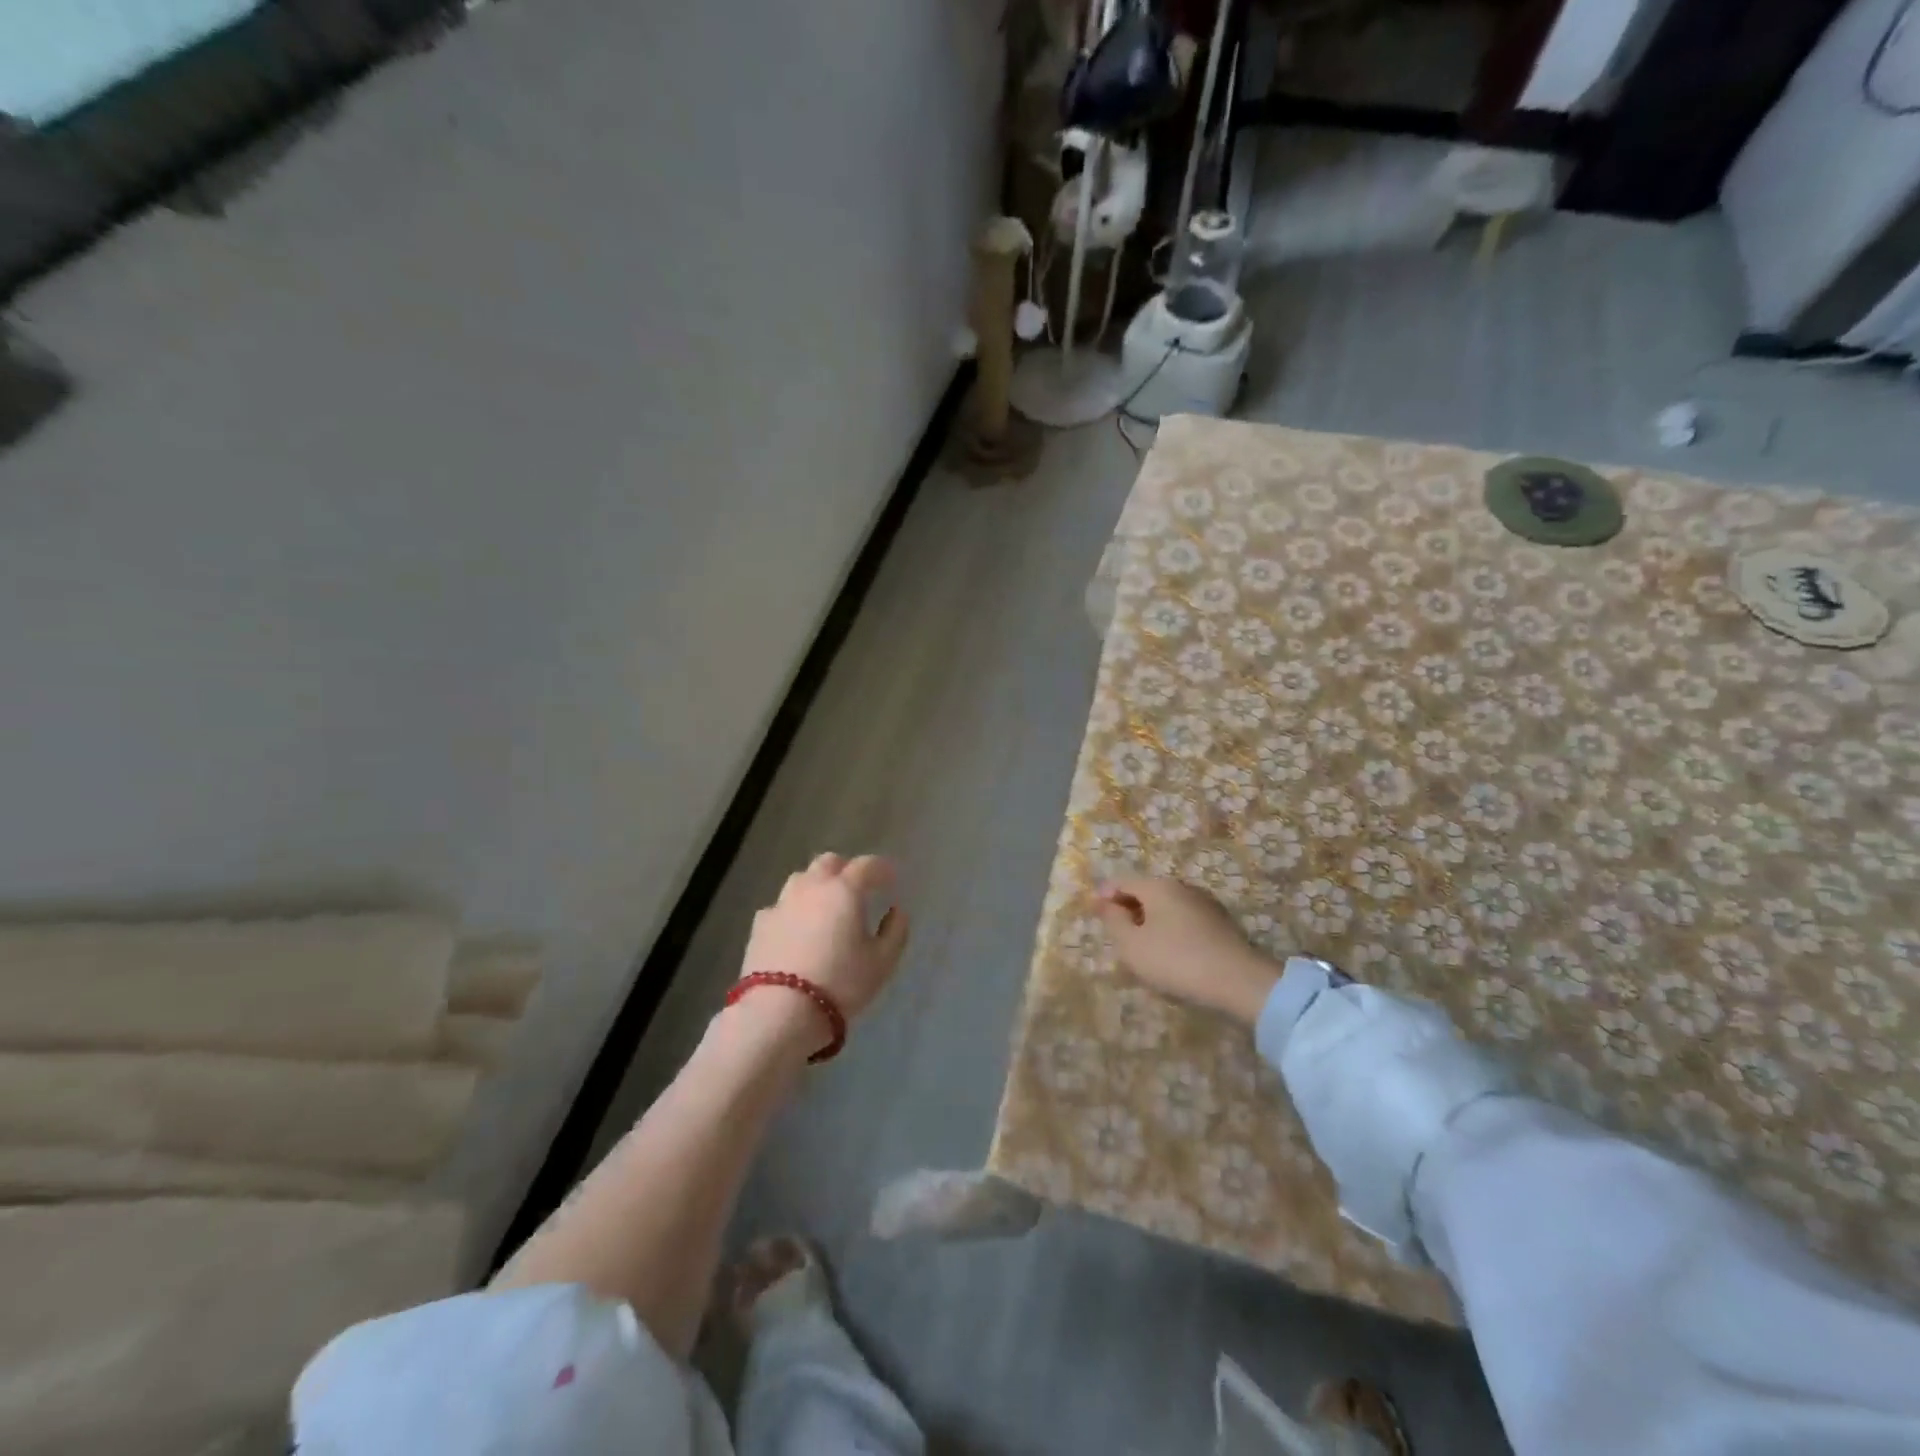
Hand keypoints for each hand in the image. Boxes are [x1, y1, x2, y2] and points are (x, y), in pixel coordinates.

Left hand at [741, 853, 909, 1035]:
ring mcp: (782, 904)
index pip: (866, 865)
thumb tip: (896, 912)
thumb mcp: (881, 962)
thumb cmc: (841, 983)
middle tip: (857, 887)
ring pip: (801, 879)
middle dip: (846, 868)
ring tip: (825, 905)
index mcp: (844, 891)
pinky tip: (796, 928)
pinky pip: (781, 906)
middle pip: (829, 862)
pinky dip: (794, 909)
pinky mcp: (760, 925)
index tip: (891, 877)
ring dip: (817, 884)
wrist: (780, 1011)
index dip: (881, 868)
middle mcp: (811, 887)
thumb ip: (895, 932)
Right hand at [1093, 875, 1282, 1026]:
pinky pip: (1184, 919)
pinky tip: (1169, 951)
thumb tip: (1105, 903)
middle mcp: (1181, 886)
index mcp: (1157, 886)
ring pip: (1166, 906)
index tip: (1094, 912)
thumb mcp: (1132, 945)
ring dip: (1150, 919)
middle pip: (1146, 891)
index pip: (1122, 881)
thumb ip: (1113, 921)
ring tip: (1140, 943)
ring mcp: (1205, 903)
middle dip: (1128, 907)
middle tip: (1115, 930)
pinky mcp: (1220, 923)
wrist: (1238, 981)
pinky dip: (1170, 929)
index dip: (1104, 895)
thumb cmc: (1175, 960)